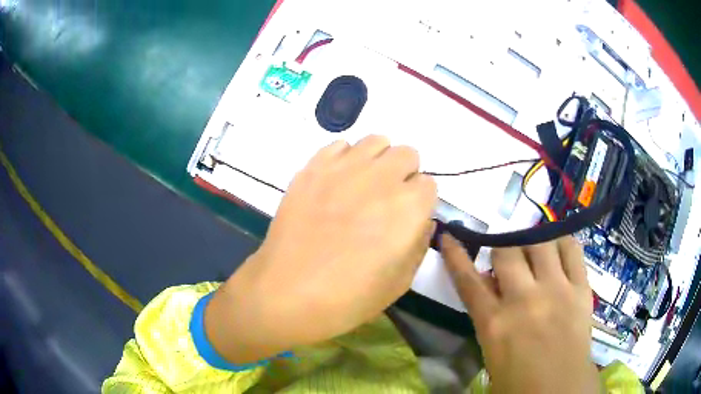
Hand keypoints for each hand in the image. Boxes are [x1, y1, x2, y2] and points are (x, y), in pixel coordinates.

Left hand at [207, 135, 436, 362]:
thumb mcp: (400, 282)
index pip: (429, 184)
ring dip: (378, 160)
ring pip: (376, 141)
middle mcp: (382, 178)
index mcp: (410, 207)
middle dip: (404, 175)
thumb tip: (422, 220)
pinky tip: (335, 183)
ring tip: (363, 186)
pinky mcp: (313, 167)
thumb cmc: (349, 298)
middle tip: (386, 200)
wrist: (289, 292)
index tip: (407, 217)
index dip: (419, 202)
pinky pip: (339, 145)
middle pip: (407, 154)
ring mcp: (344, 168)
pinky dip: (345, 158)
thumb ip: (419, 243)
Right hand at [441, 235, 598, 392]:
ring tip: (533, 253)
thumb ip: (489, 317)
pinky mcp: (580, 289)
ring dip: (530, 244)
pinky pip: (571, 250)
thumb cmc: (519, 382)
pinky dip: (561, 242)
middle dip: (501, 250)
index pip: (468, 280)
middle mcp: (524, 300)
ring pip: (539, 243)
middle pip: (506, 252)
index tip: (450, 235)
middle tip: (506, 259)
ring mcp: (556, 290)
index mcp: (495, 324)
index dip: (455, 255)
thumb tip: (489, 285)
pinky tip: (557, 248)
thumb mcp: (492, 353)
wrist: (559, 392)